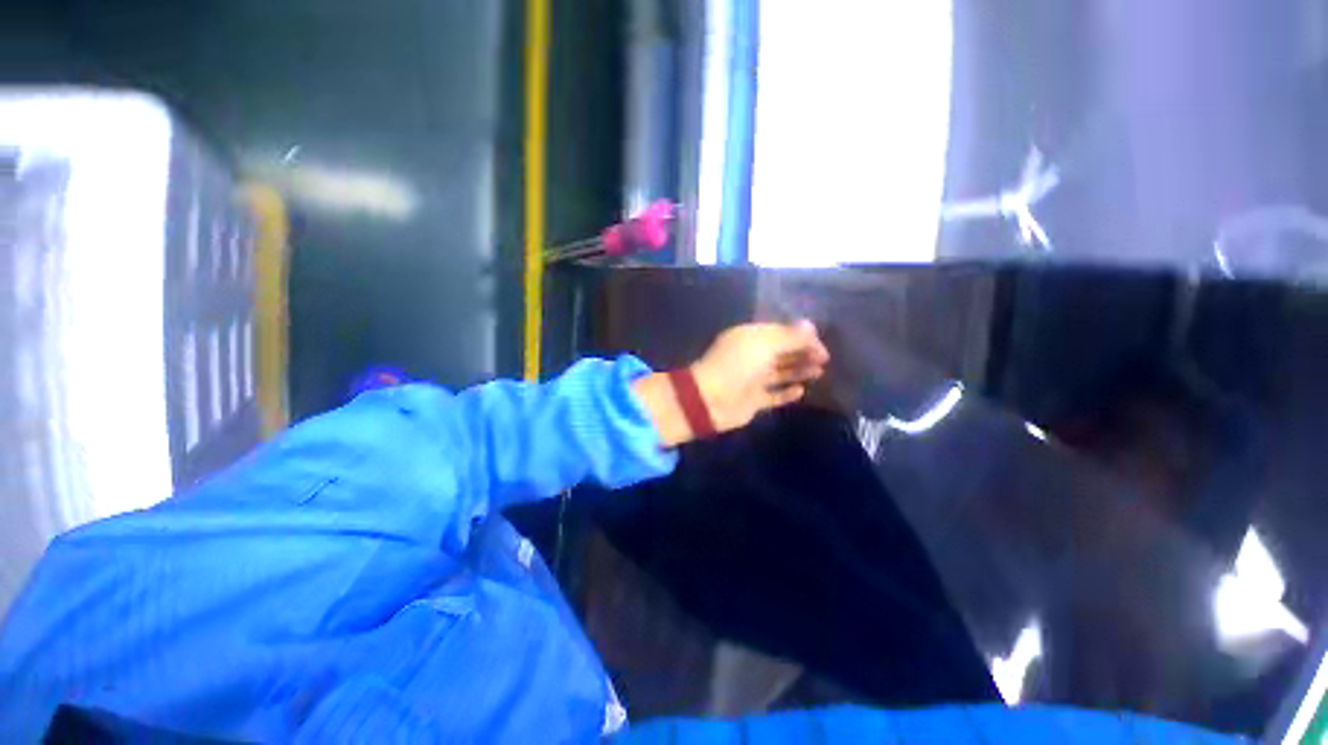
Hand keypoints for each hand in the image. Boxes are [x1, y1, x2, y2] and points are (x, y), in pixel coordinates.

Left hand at [690, 320, 830, 432]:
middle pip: (781, 352)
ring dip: (798, 371)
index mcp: (750, 338)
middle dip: (802, 353)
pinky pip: (773, 395)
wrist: (710, 399)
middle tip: (824, 358)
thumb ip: (789, 336)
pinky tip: (801, 391)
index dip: (801, 337)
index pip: (780, 333)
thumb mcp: (764, 344)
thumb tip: (810, 325)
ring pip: (779, 372)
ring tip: (818, 372)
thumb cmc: (737, 365)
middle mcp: (751, 356)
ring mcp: (751, 379)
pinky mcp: (753, 399)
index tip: (820, 345)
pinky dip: (786, 393)